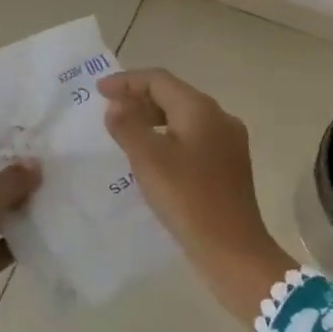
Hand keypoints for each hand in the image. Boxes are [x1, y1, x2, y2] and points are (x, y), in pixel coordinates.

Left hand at [0, 146, 39, 331]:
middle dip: (17, 170)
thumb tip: (34, 164)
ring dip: (23, 201)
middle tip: (53, 156)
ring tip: (58, 183)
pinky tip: (52, 219)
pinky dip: (23, 232)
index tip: (33, 133)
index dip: (0, 140)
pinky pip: (5, 237)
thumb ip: (14, 176)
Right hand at [99, 68, 296, 325]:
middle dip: (140, 98)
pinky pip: (194, 137)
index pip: (160, 80)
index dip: (127, 81)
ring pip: (185, 117)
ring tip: (127, 133)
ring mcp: (229, 141)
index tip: (99, 91)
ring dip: (154, 118)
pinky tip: (155, 157)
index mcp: (201, 109)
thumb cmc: (188, 199)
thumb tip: (117, 103)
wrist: (233, 250)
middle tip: (110, 112)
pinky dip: (170, 137)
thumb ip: (129, 125)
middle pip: (174, 95)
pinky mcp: (230, 164)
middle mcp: (220, 117)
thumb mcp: (150, 160)